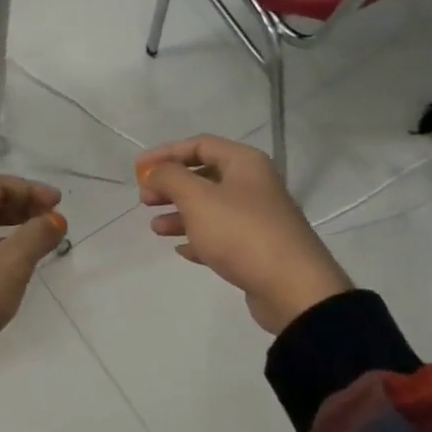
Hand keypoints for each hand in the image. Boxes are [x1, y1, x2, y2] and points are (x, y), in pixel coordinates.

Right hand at [136, 136, 352, 334]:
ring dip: (181, 214)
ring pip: (211, 208)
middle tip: (146, 200)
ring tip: (156, 229)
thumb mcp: (198, 199)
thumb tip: (155, 173)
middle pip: (205, 176)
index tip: (139, 169)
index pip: (200, 144)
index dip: (166, 153)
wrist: (292, 287)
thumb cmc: (241, 232)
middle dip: (172, 186)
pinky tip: (182, 250)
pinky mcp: (257, 248)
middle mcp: (254, 184)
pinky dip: (199, 239)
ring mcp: (258, 218)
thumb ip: (170, 178)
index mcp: (245, 163)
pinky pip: (221, 236)